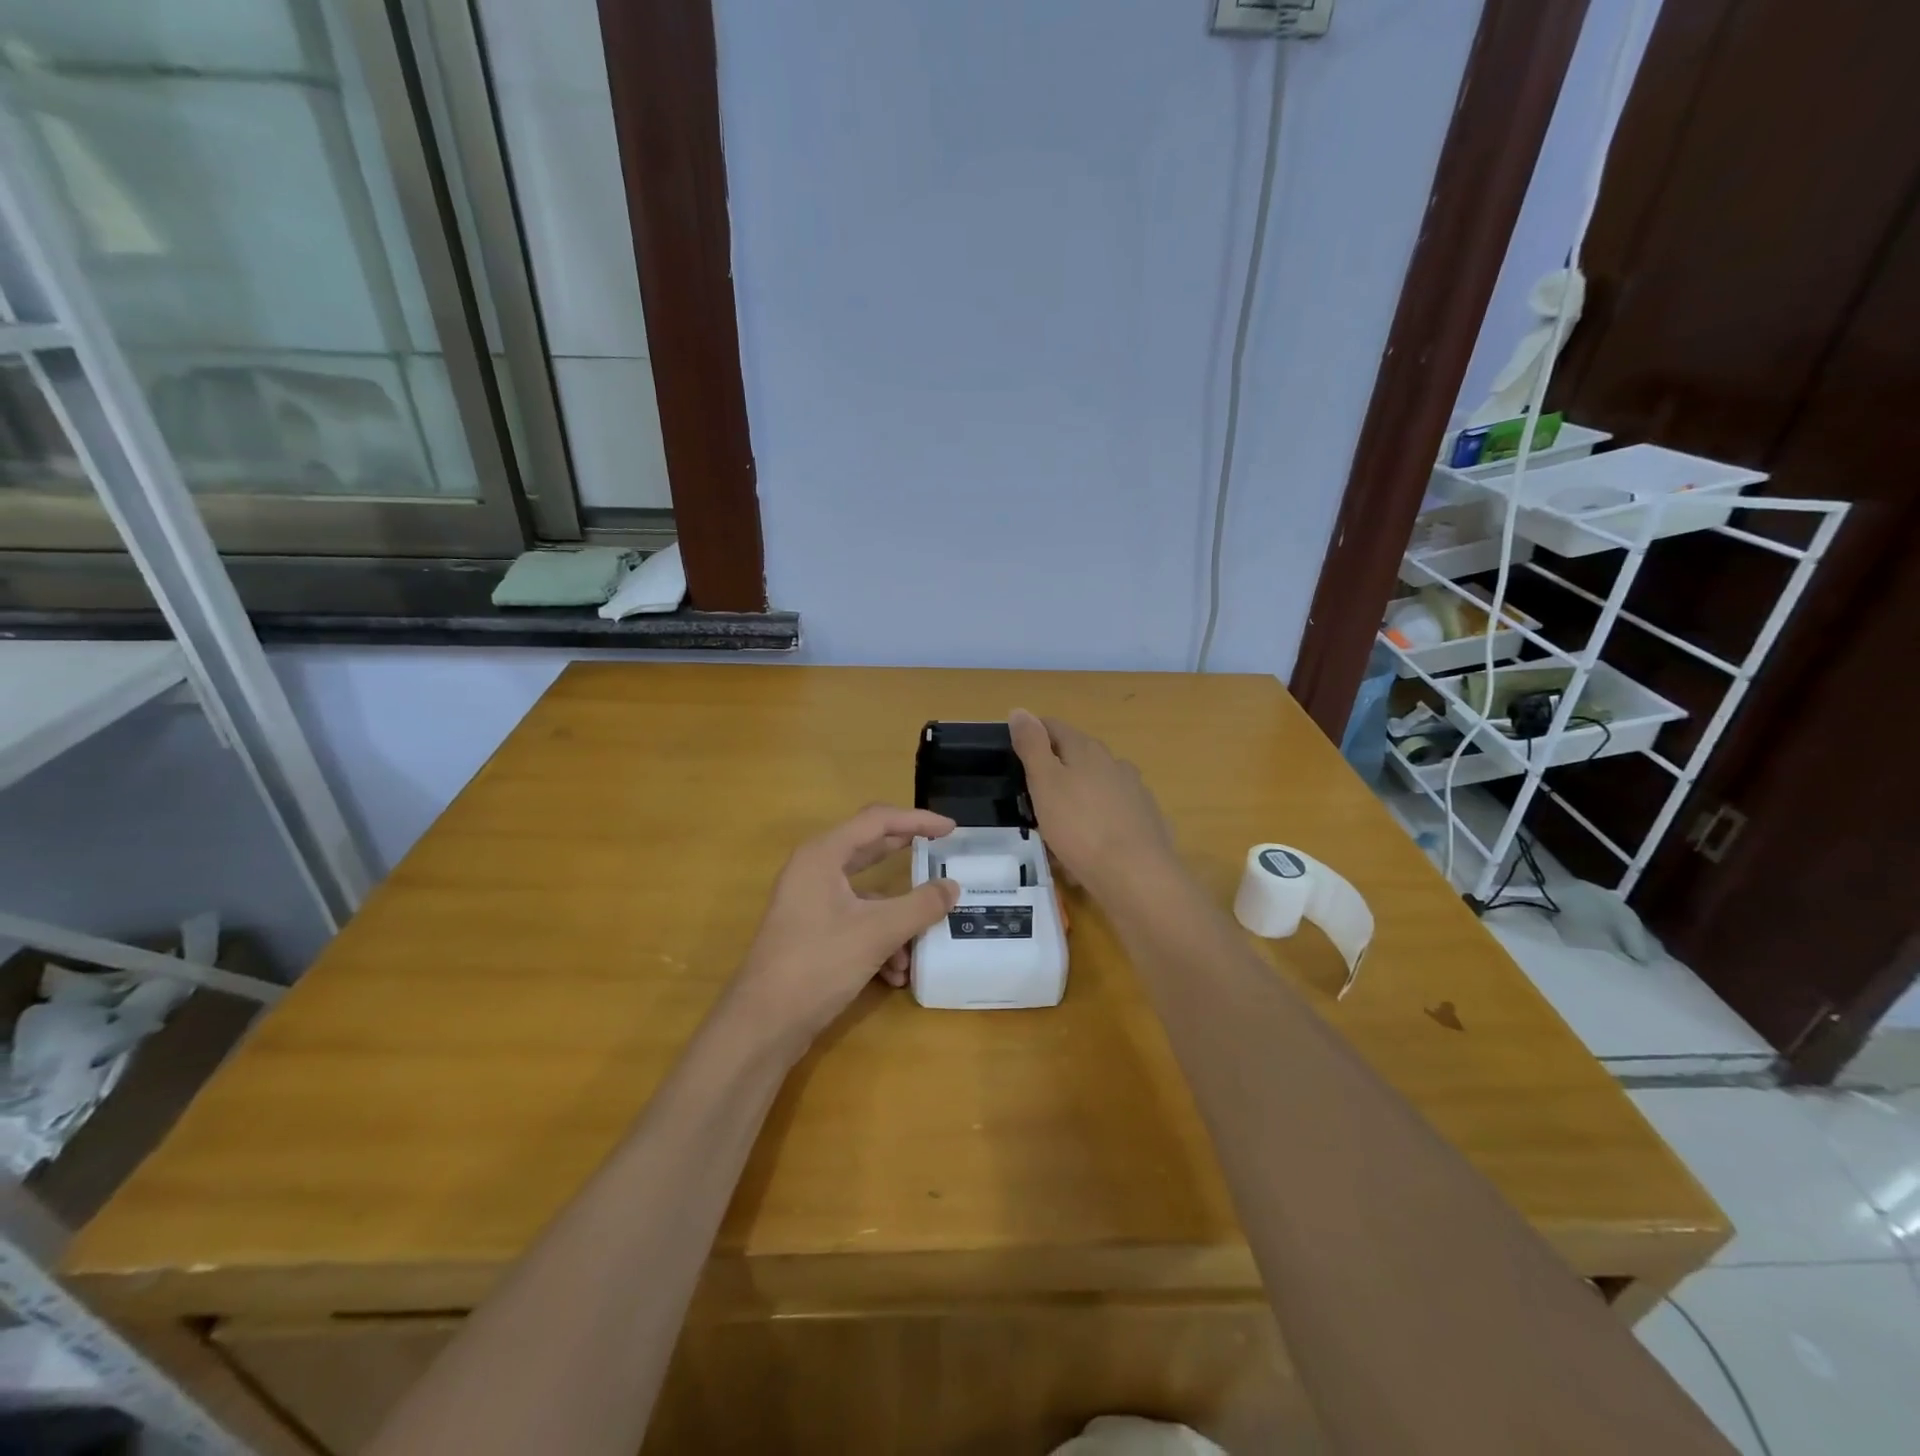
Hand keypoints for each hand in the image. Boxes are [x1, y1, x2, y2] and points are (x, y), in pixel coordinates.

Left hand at [729, 805, 958, 1051]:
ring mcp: (810, 902)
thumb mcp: (878, 932)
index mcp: (823, 855)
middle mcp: (814, 871)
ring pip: (866, 896)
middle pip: (869, 850)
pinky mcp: (811, 932)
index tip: (951, 829)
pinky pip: (855, 922)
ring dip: (896, 919)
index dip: (917, 820)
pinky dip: (879, 941)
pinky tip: (894, 974)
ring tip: (918, 947)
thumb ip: (920, 906)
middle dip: (907, 857)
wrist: (762, 1024)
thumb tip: (952, 887)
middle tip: (941, 855)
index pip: (877, 820)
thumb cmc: (818, 964)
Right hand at [1010, 709, 1180, 900]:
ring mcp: (1135, 792)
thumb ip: (1032, 746)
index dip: (1033, 734)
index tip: (1014, 752)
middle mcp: (1115, 763)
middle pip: (1078, 756)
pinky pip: (1114, 815)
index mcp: (1087, 750)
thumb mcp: (1044, 783)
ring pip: (1097, 786)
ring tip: (1059, 825)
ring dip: (1078, 797)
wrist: (1136, 876)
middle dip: (1055, 769)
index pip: (1055, 727)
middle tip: (1031, 795)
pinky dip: (1098, 822)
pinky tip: (1089, 846)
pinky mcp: (1147, 821)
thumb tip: (1020, 710)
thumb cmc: (1080, 827)